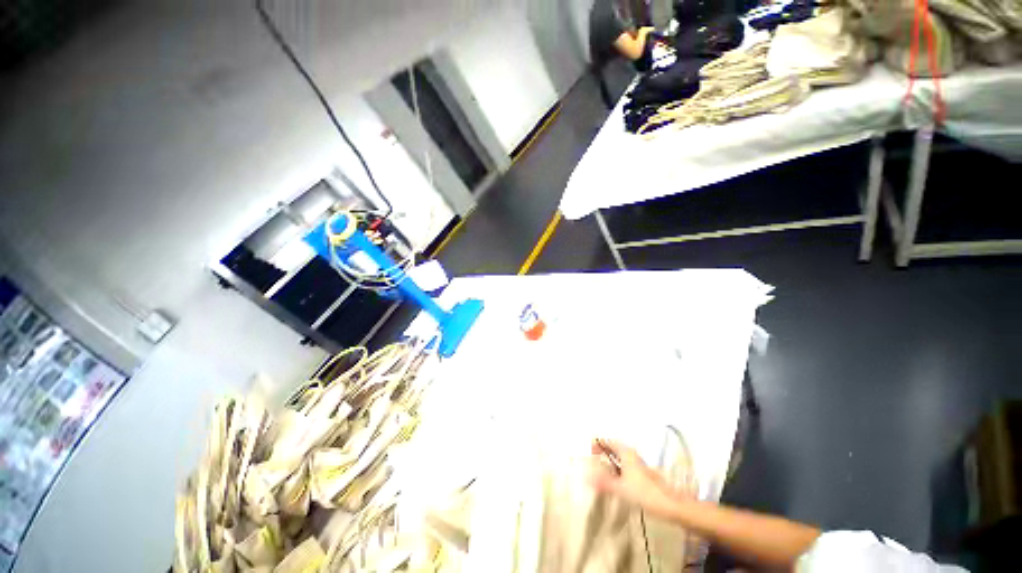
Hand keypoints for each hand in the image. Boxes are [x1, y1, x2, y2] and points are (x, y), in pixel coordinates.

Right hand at [588, 439, 688, 518]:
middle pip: (613, 447)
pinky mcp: (642, 474)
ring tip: (600, 472)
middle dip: (602, 451)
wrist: (671, 505)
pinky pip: (624, 466)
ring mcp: (638, 464)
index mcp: (626, 452)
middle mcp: (631, 454)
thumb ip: (603, 482)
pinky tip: (614, 482)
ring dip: (609, 461)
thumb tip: (586, 477)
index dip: (597, 443)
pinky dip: (616, 469)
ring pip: (619, 457)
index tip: (588, 452)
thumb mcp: (621, 488)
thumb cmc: (644, 493)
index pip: (607, 441)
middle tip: (592, 460)